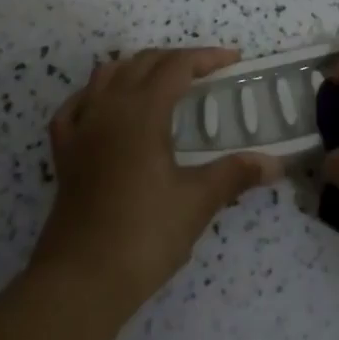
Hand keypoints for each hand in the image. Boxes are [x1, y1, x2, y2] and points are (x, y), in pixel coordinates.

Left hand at [32, 46, 280, 314]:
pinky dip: (94, 96)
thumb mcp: (197, 202)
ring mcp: (81, 129)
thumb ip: (235, 174)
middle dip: (176, 60)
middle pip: (142, 62)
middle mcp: (109, 108)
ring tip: (161, 84)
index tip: (233, 60)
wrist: (80, 281)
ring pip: (107, 76)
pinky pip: (75, 107)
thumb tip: (275, 164)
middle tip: (205, 75)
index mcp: (142, 111)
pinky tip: (106, 108)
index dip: (206, 58)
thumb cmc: (144, 235)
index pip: (176, 66)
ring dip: (136, 69)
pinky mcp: (64, 154)